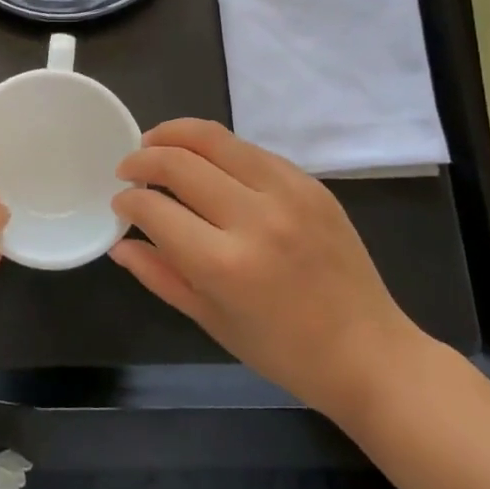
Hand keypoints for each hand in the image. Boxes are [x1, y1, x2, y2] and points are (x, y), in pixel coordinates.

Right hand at [110, 119, 426, 425]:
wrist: (370, 354)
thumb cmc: (283, 351)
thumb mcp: (210, 320)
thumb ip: (159, 274)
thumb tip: (119, 243)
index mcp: (225, 265)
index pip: (155, 209)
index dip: (128, 200)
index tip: (121, 202)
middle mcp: (255, 219)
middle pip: (179, 161)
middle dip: (142, 159)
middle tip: (128, 168)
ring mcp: (288, 194)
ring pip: (213, 138)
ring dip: (174, 134)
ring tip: (156, 144)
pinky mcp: (310, 183)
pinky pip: (249, 149)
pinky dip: (216, 148)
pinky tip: (205, 162)